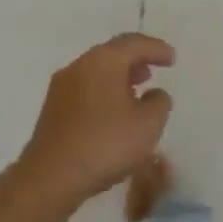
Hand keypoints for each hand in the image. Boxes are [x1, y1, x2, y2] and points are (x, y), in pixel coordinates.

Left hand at [15, 33, 175, 206]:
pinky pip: (85, 89)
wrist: (50, 177)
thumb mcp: (147, 125)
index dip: (156, 49)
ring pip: (97, 71)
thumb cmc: (104, 144)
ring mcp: (62, 87)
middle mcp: (80, 65)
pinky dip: (104, 91)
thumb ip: (159, 103)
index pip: (135, 43)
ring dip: (119, 76)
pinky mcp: (53, 109)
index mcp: (104, 61)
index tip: (172, 58)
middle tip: (154, 68)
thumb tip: (155, 94)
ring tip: (137, 89)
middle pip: (113, 53)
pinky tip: (114, 111)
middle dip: (136, 59)